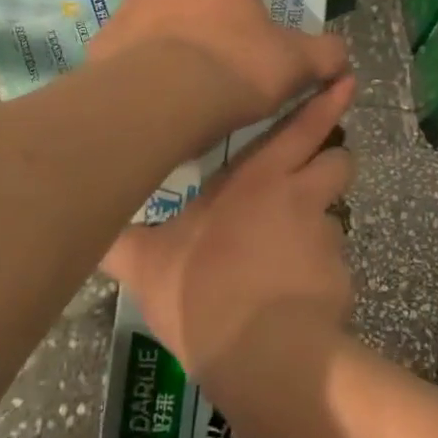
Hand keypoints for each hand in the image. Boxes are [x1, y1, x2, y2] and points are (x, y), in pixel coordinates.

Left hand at [93, 0, 348, 134]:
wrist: (162, 100)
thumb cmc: (234, 67)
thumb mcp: (293, 64)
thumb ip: (322, 55)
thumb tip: (341, 55)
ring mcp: (131, 9)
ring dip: (148, 14)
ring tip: (167, 51)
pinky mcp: (106, 45)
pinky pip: (118, 43)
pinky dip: (131, 56)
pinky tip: (144, 81)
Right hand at [101, 74, 355, 378]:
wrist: (261, 356)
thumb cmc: (200, 291)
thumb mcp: (146, 264)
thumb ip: (121, 240)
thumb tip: (90, 227)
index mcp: (258, 178)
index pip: (302, 126)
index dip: (326, 102)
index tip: (346, 80)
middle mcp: (300, 196)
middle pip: (339, 160)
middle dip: (332, 160)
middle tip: (312, 175)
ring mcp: (327, 238)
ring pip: (336, 215)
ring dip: (319, 224)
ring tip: (289, 257)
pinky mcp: (343, 279)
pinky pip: (334, 267)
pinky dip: (319, 276)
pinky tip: (292, 304)